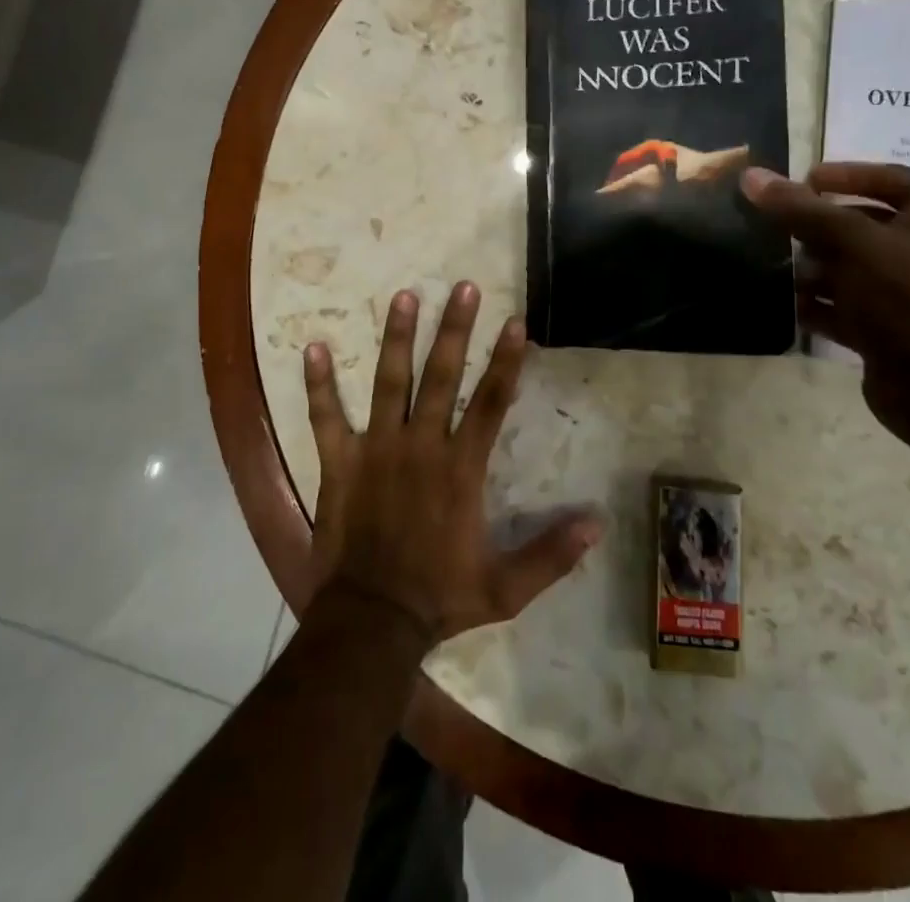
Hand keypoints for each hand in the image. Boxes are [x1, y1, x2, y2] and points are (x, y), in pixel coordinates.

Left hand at [302, 282, 600, 644]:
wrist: (370, 623)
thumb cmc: (439, 599)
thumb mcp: (504, 588)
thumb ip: (550, 555)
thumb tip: (597, 525)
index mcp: (460, 469)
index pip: (491, 402)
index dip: (505, 360)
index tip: (514, 321)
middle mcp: (420, 446)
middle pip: (442, 376)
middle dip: (455, 329)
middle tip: (463, 286)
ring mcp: (376, 450)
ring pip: (388, 383)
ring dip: (397, 338)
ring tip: (404, 296)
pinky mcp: (339, 463)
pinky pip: (326, 417)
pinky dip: (318, 384)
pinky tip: (312, 347)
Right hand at [741, 162, 909, 451]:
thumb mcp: (853, 243)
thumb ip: (801, 210)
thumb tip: (751, 176)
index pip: (887, 178)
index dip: (841, 176)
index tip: (797, 182)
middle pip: (863, 223)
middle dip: (818, 229)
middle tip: (776, 229)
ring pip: (852, 267)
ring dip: (815, 270)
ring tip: (781, 272)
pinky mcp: (894, 330)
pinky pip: (849, 306)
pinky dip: (821, 306)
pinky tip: (792, 307)